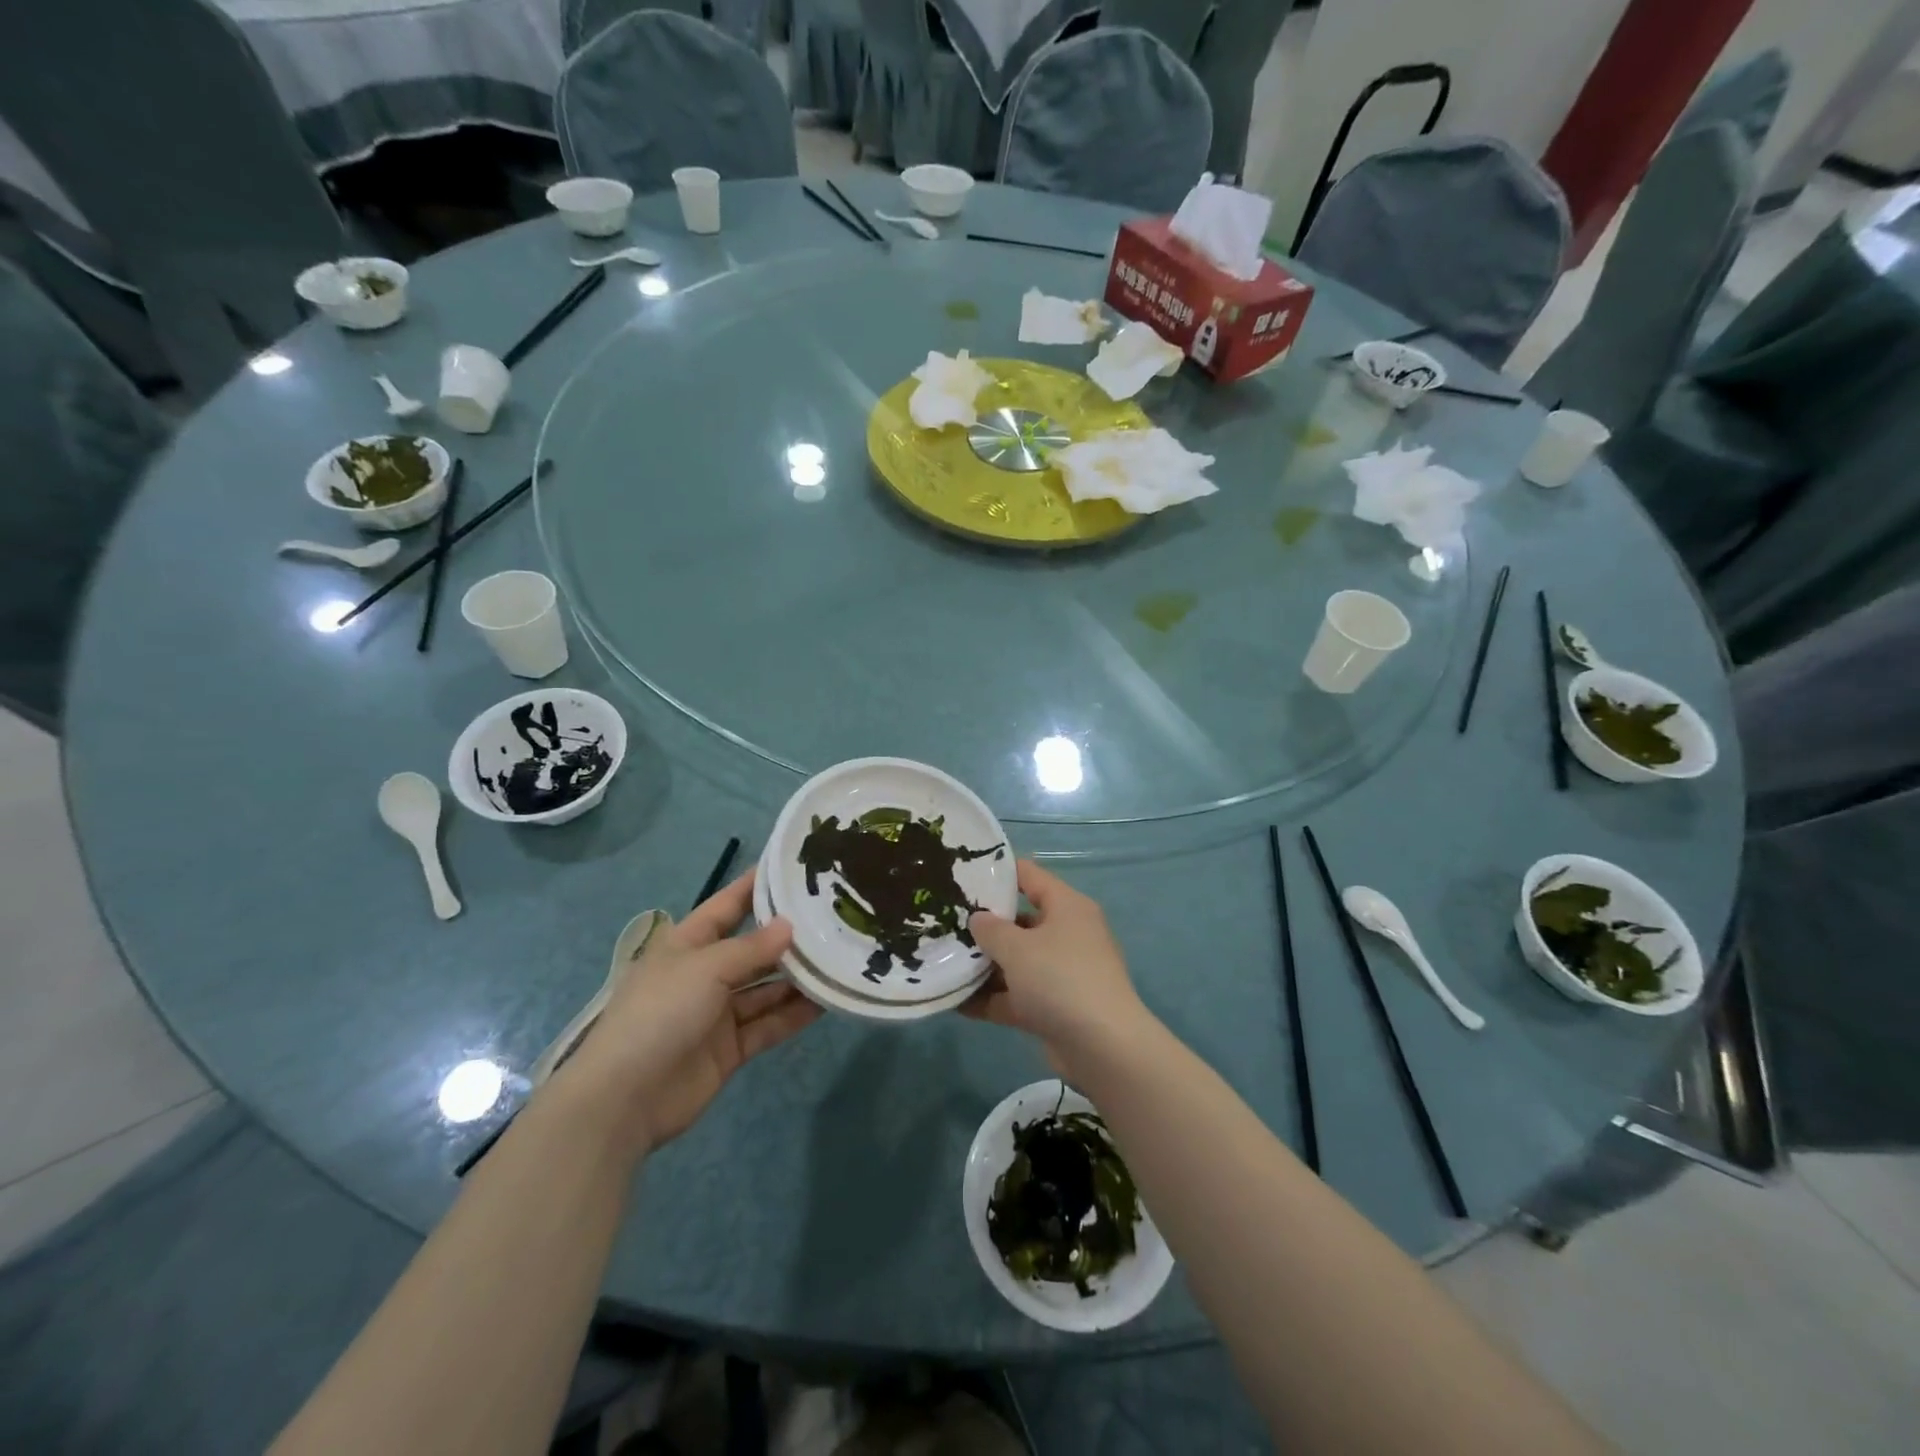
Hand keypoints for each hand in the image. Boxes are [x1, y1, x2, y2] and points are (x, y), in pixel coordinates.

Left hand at [559, 870, 819, 1154]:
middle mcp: (705, 973)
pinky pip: (768, 1024)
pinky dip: (794, 1014)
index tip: (794, 868)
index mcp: (688, 944)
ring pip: (766, 988)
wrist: (625, 1099)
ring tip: (840, 960)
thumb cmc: (659, 1013)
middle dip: (788, 937)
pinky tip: (827, 1002)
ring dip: (797, 978)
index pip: (728, 905)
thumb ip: (751, 948)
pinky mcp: (730, 1048)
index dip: (757, 886)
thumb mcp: (705, 968)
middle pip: (753, 948)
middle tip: (835, 920)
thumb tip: (789, 926)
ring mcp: (717, 1013)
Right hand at [965, 860, 1150, 1071]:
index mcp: (1067, 907)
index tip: (962, 873)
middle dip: (984, 924)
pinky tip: (955, 1002)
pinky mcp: (1055, 1007)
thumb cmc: (1059, 979)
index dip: (998, 872)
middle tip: (944, 921)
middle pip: (1020, 921)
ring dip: (984, 965)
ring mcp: (1062, 973)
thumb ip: (990, 929)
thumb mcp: (1017, 948)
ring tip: (942, 961)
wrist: (1103, 1048)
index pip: (1030, 875)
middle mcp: (1067, 934)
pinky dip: (992, 998)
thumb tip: (978, 919)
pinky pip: (1017, 995)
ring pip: (1017, 961)